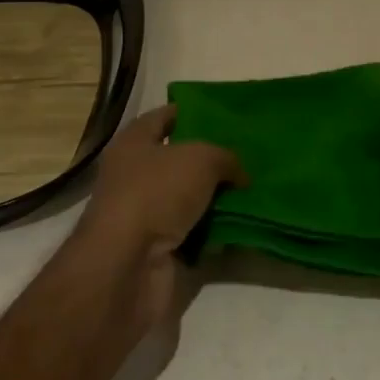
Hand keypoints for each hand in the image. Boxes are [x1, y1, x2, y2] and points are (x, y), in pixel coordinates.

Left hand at [70, 105, 245, 327]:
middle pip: (178, 160)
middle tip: (248, 154)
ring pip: (188, 198)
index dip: (192, 112)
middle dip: (211, 158)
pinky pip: (192, 232)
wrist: (127, 267)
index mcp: (134, 143)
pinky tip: (241, 224)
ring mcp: (144, 214)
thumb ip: (226, 157)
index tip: (224, 114)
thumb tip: (240, 174)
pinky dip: (212, 231)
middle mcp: (134, 175)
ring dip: (215, 197)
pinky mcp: (156, 249)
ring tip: (252, 189)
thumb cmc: (156, 193)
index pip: (165, 117)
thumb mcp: (202, 159)